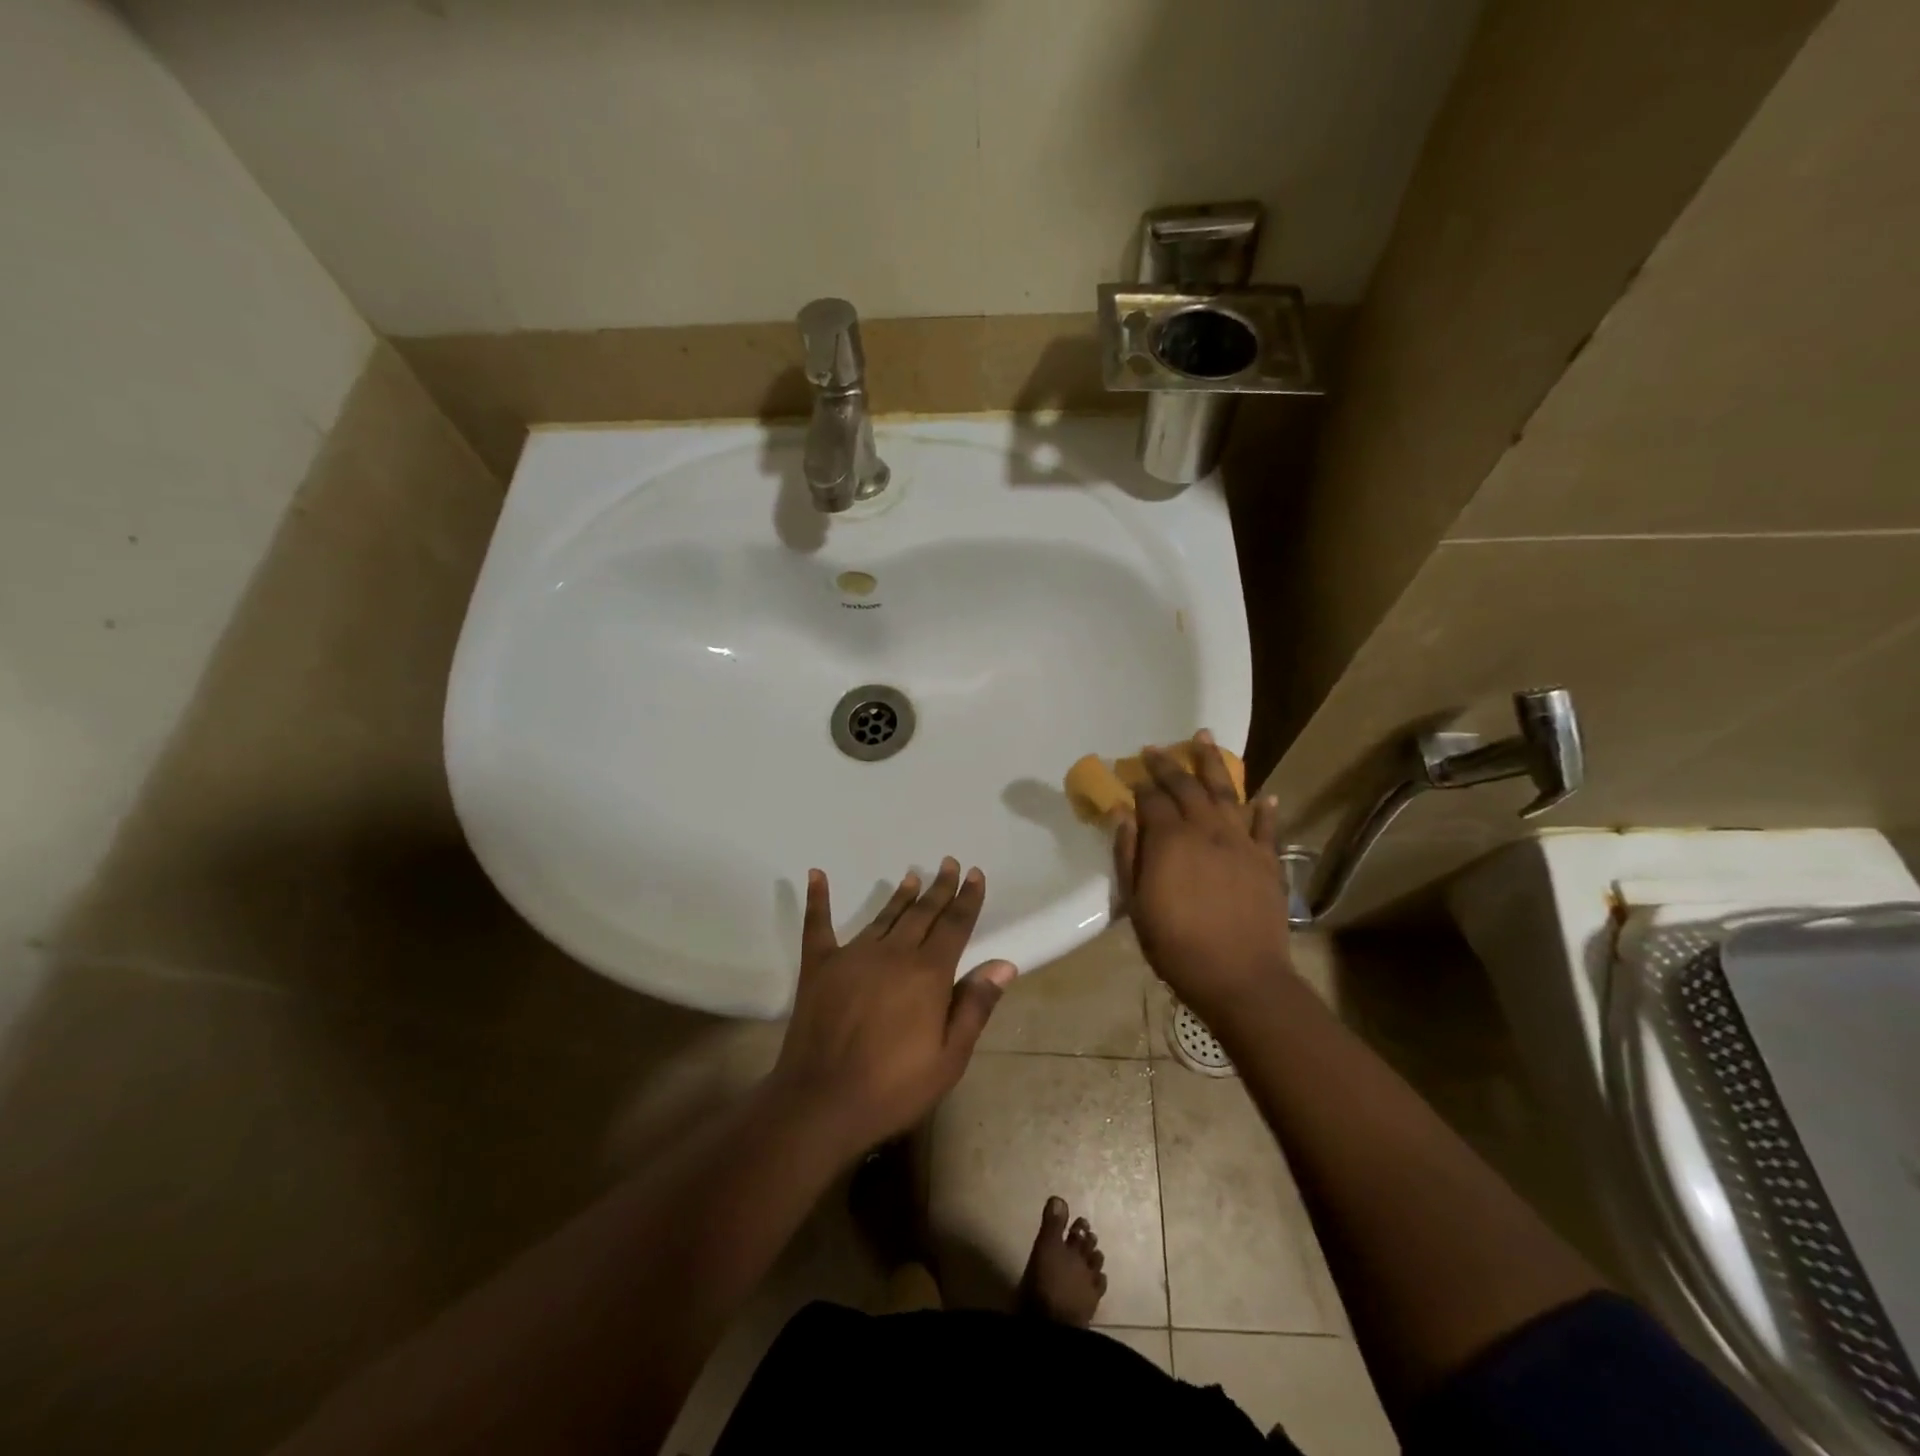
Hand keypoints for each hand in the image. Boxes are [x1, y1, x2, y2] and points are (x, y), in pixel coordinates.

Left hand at [771, 858, 1015, 1155]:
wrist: (822, 1103)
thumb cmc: (894, 1088)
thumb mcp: (949, 1058)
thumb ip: (975, 1006)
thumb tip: (1004, 964)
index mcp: (928, 974)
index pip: (954, 926)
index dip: (967, 899)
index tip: (975, 874)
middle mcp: (893, 954)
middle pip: (922, 913)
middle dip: (939, 888)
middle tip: (949, 864)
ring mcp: (853, 956)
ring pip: (883, 916)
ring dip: (900, 895)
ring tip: (912, 875)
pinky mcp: (819, 966)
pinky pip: (818, 925)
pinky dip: (818, 899)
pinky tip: (817, 875)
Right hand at [1114, 731, 1291, 1023]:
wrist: (1240, 977)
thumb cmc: (1177, 945)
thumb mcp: (1137, 904)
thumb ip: (1128, 855)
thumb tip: (1123, 815)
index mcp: (1170, 839)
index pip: (1152, 799)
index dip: (1140, 783)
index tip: (1131, 771)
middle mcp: (1207, 829)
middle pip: (1187, 786)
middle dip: (1169, 763)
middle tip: (1156, 748)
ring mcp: (1241, 841)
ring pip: (1227, 791)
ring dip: (1213, 763)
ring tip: (1204, 738)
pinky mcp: (1267, 860)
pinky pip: (1266, 826)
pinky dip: (1264, 808)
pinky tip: (1263, 795)